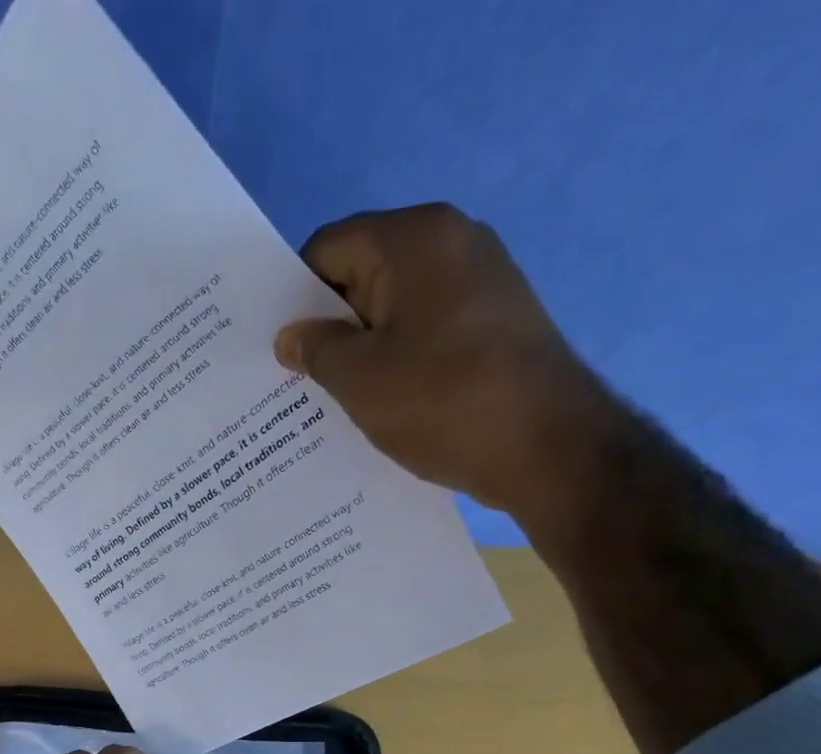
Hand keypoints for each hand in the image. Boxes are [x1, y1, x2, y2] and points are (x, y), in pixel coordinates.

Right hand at [273, 203, 621, 539]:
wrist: (546, 446)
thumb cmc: (441, 401)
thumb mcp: (359, 379)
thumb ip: (316, 350)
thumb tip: (291, 335)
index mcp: (414, 239)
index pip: (329, 248)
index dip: (293, 296)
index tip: (274, 345)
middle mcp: (453, 243)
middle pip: (363, 275)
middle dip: (326, 325)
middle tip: (292, 378)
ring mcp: (481, 282)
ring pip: (395, 309)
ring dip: (360, 349)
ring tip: (330, 399)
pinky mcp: (495, 323)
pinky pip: (426, 332)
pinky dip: (397, 361)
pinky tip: (380, 404)